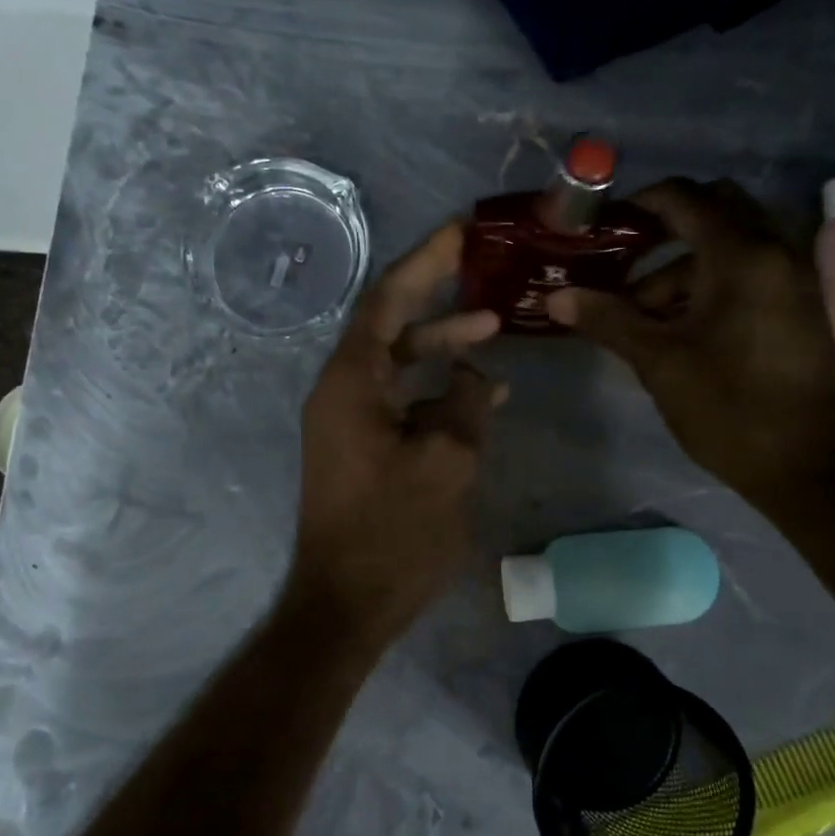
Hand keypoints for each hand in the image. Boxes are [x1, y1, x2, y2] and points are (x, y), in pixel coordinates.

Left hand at [288, 223, 504, 645]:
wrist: (344, 604)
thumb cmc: (392, 534)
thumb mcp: (446, 463)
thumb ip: (465, 405)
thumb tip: (474, 376)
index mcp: (351, 382)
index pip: (387, 299)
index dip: (425, 261)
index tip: (461, 231)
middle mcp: (341, 389)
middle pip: (390, 322)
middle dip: (435, 292)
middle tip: (479, 262)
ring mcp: (347, 419)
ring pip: (398, 361)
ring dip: (441, 344)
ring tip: (493, 329)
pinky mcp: (359, 446)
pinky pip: (399, 399)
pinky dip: (434, 389)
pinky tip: (479, 393)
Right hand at [545, 178, 834, 510]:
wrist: (809, 467)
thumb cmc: (729, 408)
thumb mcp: (660, 362)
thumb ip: (609, 320)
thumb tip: (557, 298)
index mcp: (742, 256)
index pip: (685, 199)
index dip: (639, 205)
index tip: (603, 229)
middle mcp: (775, 253)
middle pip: (715, 211)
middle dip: (666, 231)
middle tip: (625, 264)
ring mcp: (794, 280)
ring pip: (731, 247)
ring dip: (684, 267)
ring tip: (641, 317)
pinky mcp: (800, 308)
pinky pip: (750, 273)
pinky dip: (712, 283)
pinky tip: (679, 329)